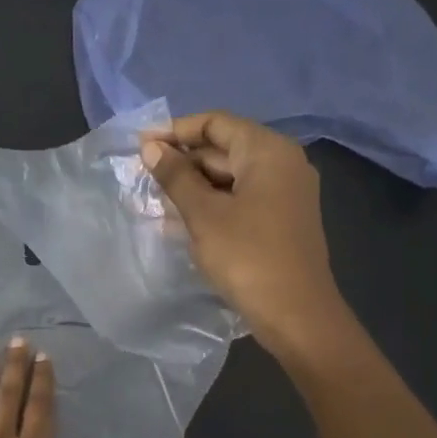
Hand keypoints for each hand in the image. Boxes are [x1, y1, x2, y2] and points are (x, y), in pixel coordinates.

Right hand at [141, 112, 357, 362]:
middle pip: (223, 148)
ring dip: (192, 185)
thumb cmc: (247, 257)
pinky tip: (180, 220)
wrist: (296, 314)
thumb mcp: (203, 215)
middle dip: (182, 161)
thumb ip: (175, 177)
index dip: (175, 130)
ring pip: (230, 176)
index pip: (215, 123)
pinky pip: (240, 198)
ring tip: (154, 200)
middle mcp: (282, 163)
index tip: (140, 147)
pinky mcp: (281, 219)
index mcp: (268, 151)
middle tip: (142, 178)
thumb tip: (151, 147)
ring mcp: (285, 193)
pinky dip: (211, 203)